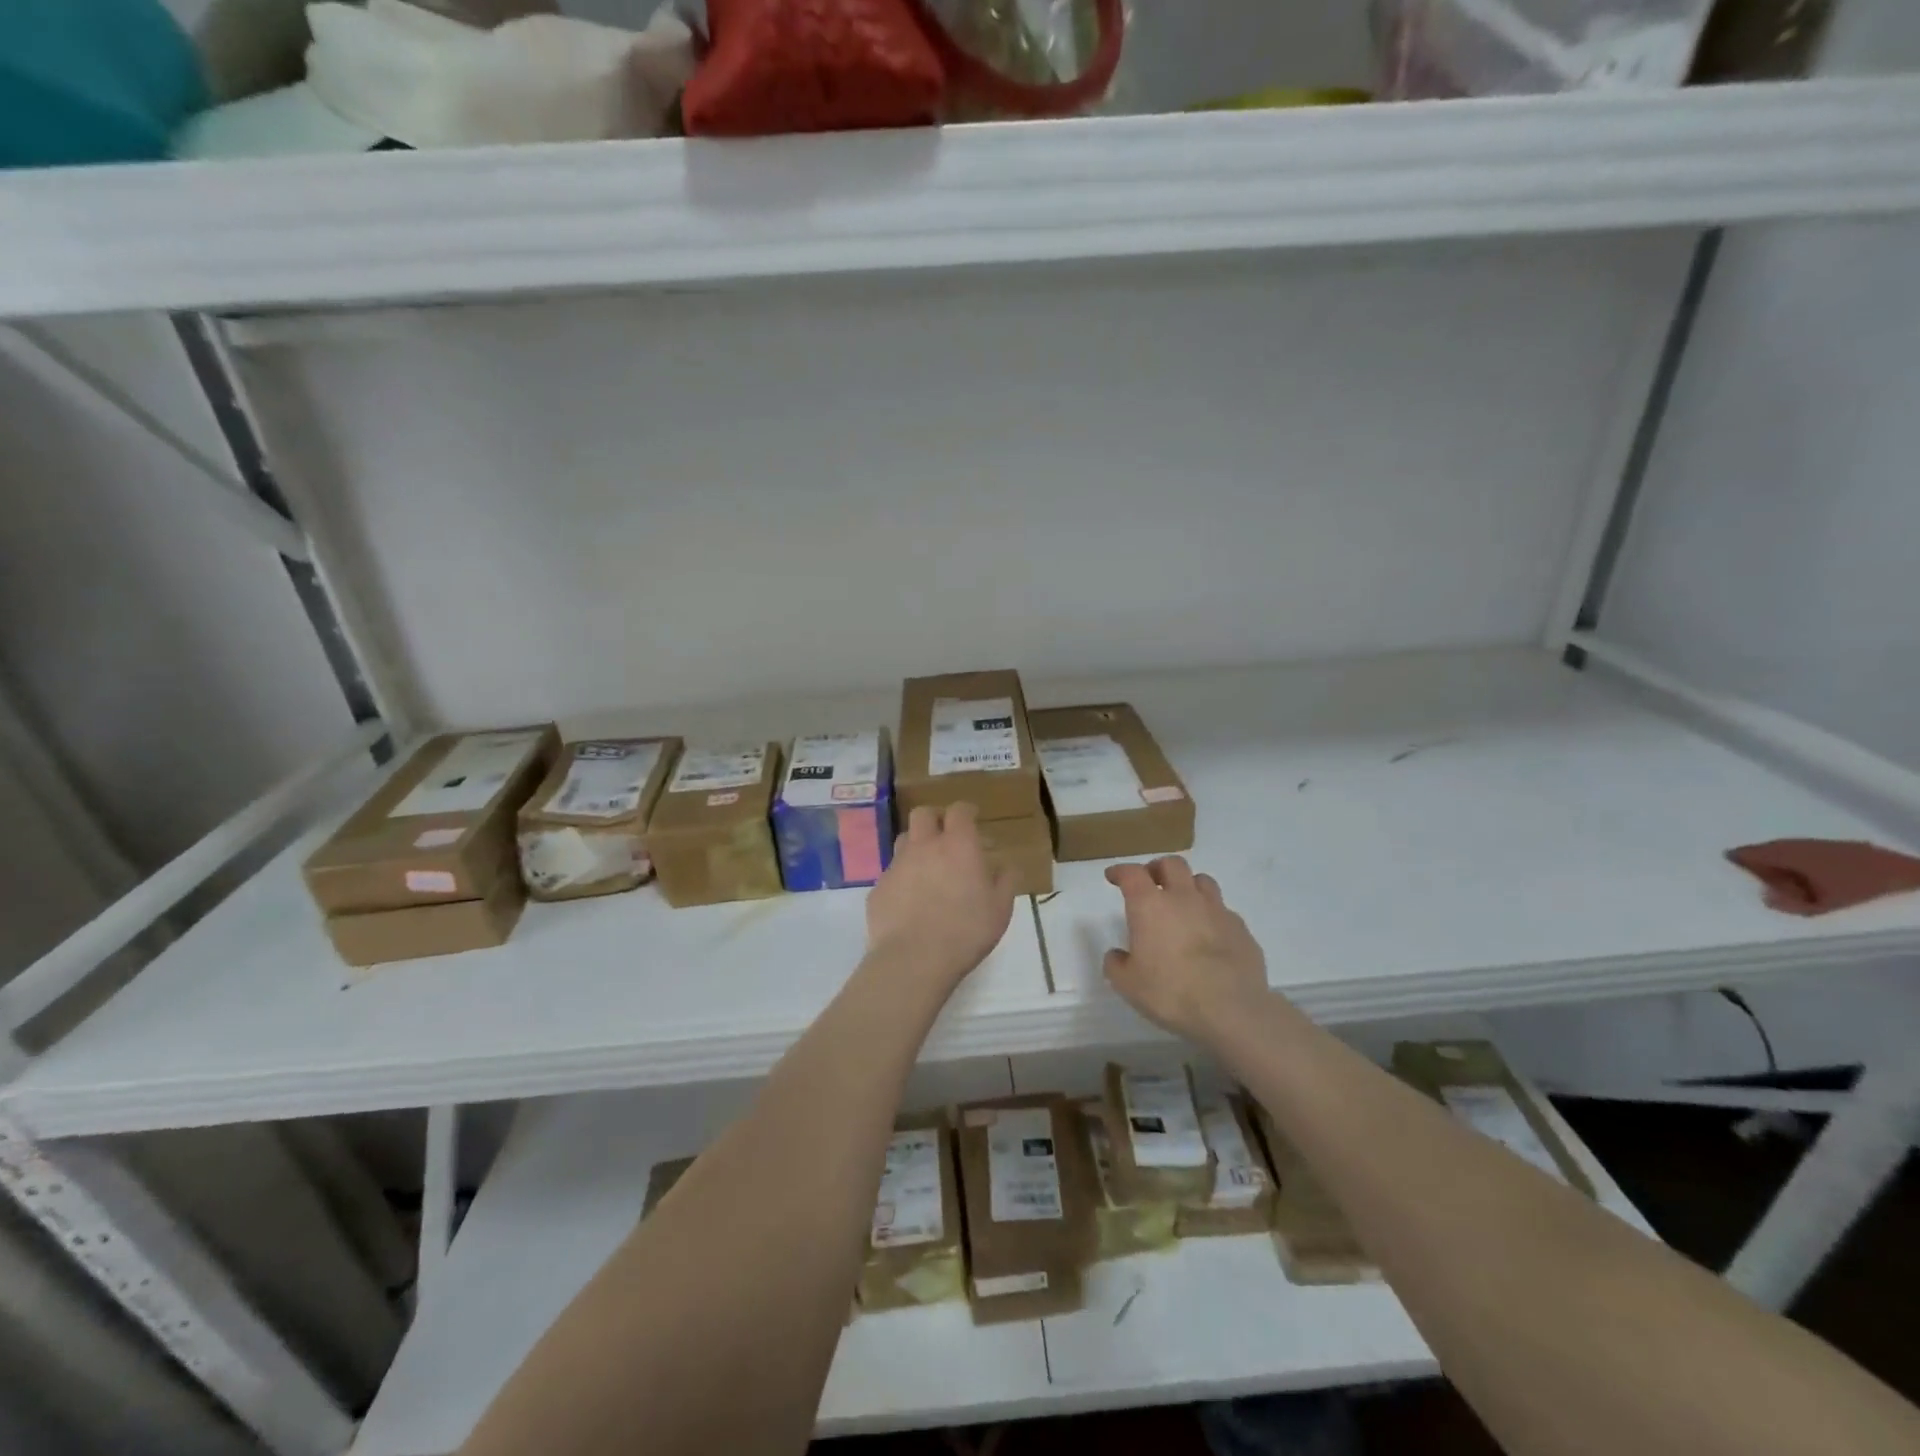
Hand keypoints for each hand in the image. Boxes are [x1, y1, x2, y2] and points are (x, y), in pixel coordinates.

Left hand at [867, 803, 1015, 989]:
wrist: (913, 959)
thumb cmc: (966, 931)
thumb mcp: (1000, 909)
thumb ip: (1005, 880)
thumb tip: (1006, 865)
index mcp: (957, 845)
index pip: (959, 810)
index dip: (966, 811)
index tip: (972, 818)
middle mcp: (924, 846)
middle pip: (923, 813)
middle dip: (935, 818)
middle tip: (946, 835)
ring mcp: (897, 865)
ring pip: (903, 839)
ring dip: (916, 845)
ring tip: (927, 866)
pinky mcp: (879, 887)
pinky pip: (891, 872)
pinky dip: (903, 877)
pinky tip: (910, 899)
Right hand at [1104, 857, 1268, 1044]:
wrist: (1232, 1010)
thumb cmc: (1171, 993)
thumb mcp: (1128, 985)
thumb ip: (1116, 965)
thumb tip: (1117, 955)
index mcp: (1150, 906)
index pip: (1132, 873)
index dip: (1120, 871)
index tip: (1113, 877)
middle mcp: (1184, 898)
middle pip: (1171, 864)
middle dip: (1157, 869)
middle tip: (1150, 883)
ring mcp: (1217, 910)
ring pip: (1202, 881)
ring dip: (1188, 886)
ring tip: (1183, 904)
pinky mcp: (1241, 929)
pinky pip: (1223, 911)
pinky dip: (1212, 915)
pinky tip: (1210, 935)